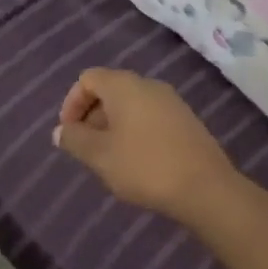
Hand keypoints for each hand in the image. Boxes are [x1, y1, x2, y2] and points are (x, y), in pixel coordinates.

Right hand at [54, 69, 241, 225]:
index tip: (69, 134)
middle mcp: (148, 84)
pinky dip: (135, 132)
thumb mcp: (99, 156)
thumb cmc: (145, 166)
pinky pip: (150, 117)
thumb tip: (60, 131)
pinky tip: (137, 162)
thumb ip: (74, 139)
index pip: (87, 79)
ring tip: (109, 159)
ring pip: (130, 105)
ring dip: (113, 126)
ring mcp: (171, 102)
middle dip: (91, 116)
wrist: (207, 190)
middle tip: (86, 148)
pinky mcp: (187, 121)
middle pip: (109, 90)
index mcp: (124, 85)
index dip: (72, 104)